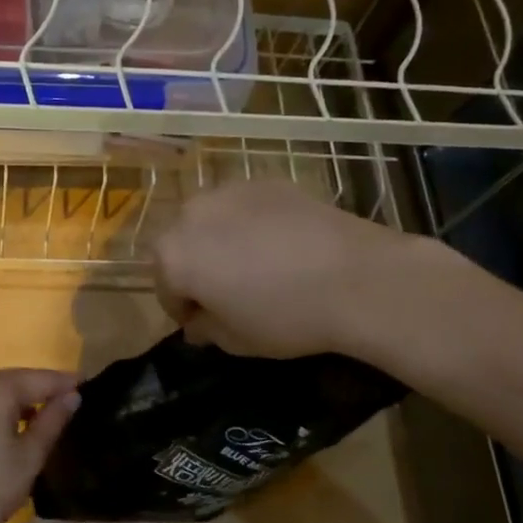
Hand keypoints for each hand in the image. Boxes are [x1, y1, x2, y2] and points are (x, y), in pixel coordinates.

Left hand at [0, 368, 80, 522]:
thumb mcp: (30, 456)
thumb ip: (53, 420)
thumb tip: (72, 396)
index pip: (40, 378)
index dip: (65, 382)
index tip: (88, 384)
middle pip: (16, 380)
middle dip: (42, 389)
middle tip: (71, 399)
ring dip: (20, 399)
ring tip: (46, 414)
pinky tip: (13, 424)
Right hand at [153, 179, 399, 358]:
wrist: (357, 277)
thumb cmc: (286, 317)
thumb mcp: (236, 341)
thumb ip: (205, 329)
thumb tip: (199, 322)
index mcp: (173, 256)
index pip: (165, 289)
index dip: (184, 310)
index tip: (208, 324)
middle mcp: (191, 214)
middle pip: (183, 246)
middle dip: (198, 269)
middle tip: (231, 293)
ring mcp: (230, 191)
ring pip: (212, 222)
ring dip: (222, 242)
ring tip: (257, 266)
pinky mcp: (266, 182)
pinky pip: (245, 209)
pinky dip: (252, 225)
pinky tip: (283, 246)